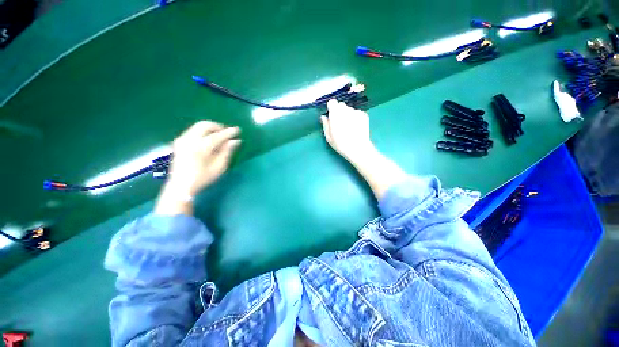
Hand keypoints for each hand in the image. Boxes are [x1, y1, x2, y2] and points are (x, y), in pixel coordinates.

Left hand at [166, 121, 240, 196]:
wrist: (180, 186)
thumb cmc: (203, 178)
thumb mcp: (219, 167)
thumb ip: (227, 151)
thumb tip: (235, 141)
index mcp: (201, 147)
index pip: (218, 135)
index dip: (229, 132)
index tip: (238, 130)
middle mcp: (190, 140)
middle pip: (205, 125)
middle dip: (218, 126)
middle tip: (227, 133)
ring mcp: (183, 139)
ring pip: (198, 126)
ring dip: (211, 128)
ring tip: (220, 136)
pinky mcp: (179, 142)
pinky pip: (193, 130)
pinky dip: (203, 131)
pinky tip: (209, 139)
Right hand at [320, 99, 373, 161]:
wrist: (358, 148)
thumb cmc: (340, 144)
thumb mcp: (328, 137)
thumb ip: (325, 124)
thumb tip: (324, 117)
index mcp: (335, 113)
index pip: (332, 102)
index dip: (331, 108)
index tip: (331, 115)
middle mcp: (346, 109)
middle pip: (341, 105)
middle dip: (339, 111)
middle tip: (340, 123)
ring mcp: (356, 111)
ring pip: (349, 109)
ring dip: (347, 115)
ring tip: (349, 127)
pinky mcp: (364, 115)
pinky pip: (357, 113)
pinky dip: (355, 118)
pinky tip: (355, 127)